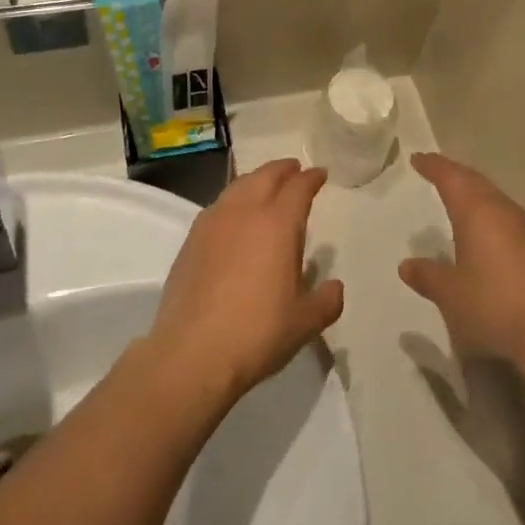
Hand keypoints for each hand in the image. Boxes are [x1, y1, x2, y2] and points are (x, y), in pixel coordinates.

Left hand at [149, 160, 343, 403]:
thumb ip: (326, 300)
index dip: (311, 178)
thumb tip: (334, 287)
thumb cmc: (257, 333)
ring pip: (238, 186)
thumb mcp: (304, 322)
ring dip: (256, 180)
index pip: (298, 188)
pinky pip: (218, 206)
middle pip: (266, 176)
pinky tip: (234, 217)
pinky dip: (233, 201)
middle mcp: (245, 212)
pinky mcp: (190, 241)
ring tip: (265, 187)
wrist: (192, 354)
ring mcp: (213, 223)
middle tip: (294, 170)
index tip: (320, 175)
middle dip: (283, 169)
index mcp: (278, 224)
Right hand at [401, 153, 524, 365]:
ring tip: (458, 199)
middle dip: (454, 175)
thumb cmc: (493, 303)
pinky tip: (486, 233)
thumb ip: (428, 276)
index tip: (418, 158)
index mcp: (477, 211)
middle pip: (475, 182)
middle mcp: (503, 210)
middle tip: (436, 171)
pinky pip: (507, 219)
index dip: (433, 166)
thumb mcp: (451, 293)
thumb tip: (407, 265)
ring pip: (494, 199)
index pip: (451, 177)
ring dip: (475, 194)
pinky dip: (490, 215)